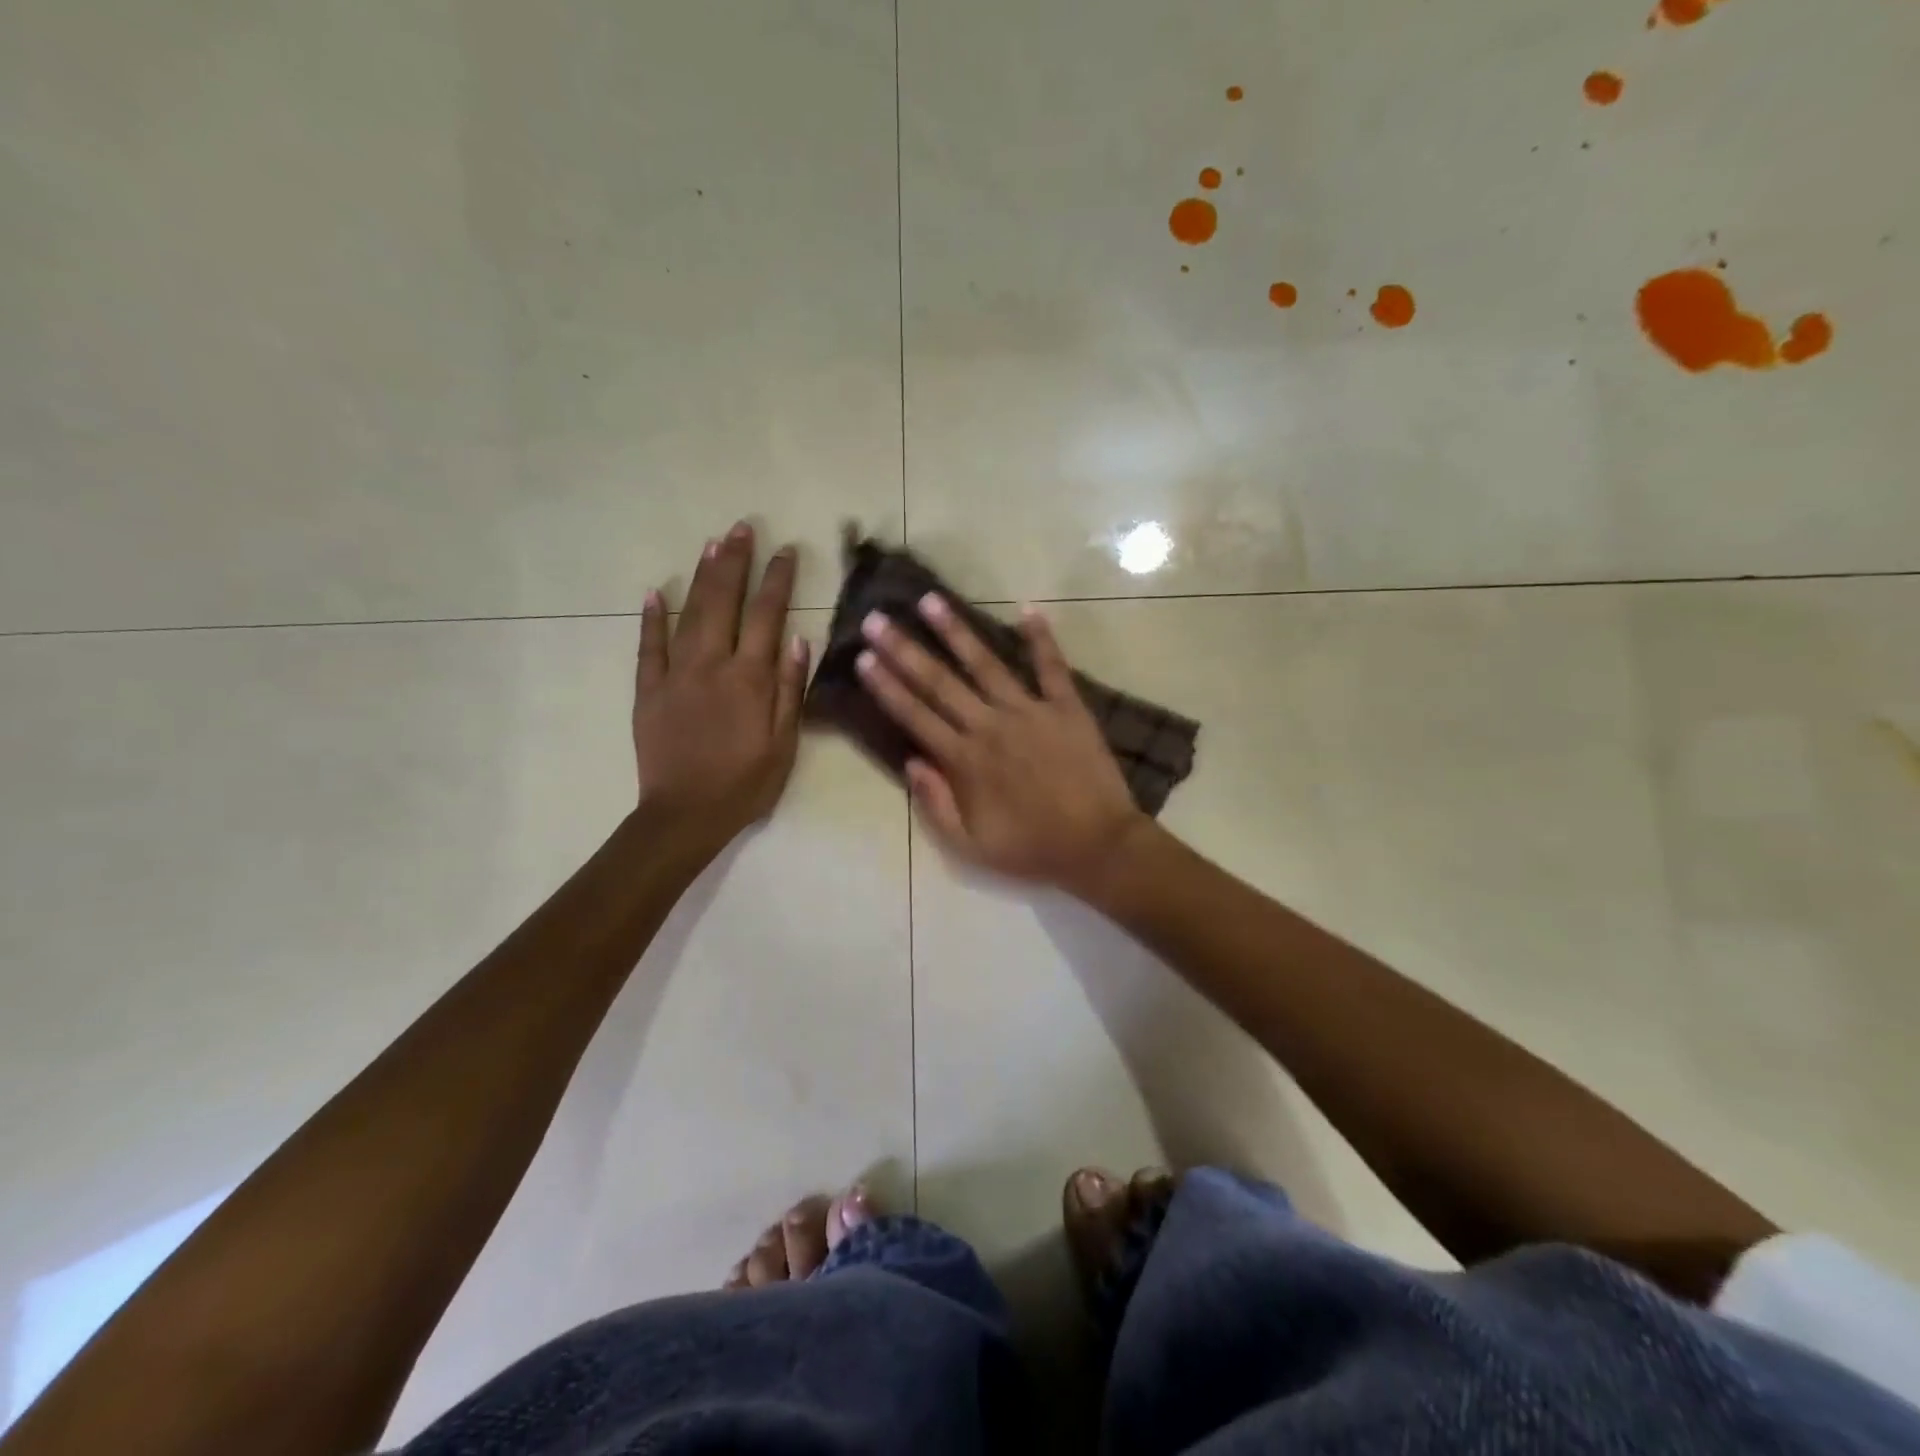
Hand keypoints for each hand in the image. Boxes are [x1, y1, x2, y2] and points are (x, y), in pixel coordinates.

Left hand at [633, 522, 808, 846]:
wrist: (685, 815)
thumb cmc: (745, 783)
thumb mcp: (784, 744)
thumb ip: (792, 690)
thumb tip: (799, 640)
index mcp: (751, 678)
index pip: (768, 615)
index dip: (778, 579)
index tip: (786, 550)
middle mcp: (712, 664)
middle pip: (725, 601)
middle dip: (735, 562)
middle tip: (742, 528)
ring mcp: (675, 674)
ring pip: (689, 613)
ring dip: (702, 576)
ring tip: (712, 544)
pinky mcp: (648, 690)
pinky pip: (648, 646)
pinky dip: (652, 617)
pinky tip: (656, 591)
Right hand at [855, 593, 1148, 892]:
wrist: (1098, 845)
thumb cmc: (1031, 848)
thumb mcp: (971, 846)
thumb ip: (935, 804)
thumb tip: (909, 762)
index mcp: (965, 761)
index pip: (916, 715)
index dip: (886, 686)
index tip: (862, 658)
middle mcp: (990, 726)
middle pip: (939, 682)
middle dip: (904, 649)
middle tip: (878, 618)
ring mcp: (1030, 712)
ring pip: (985, 664)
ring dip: (956, 631)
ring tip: (931, 599)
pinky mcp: (1067, 707)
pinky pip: (1051, 666)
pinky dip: (1041, 638)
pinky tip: (1027, 608)